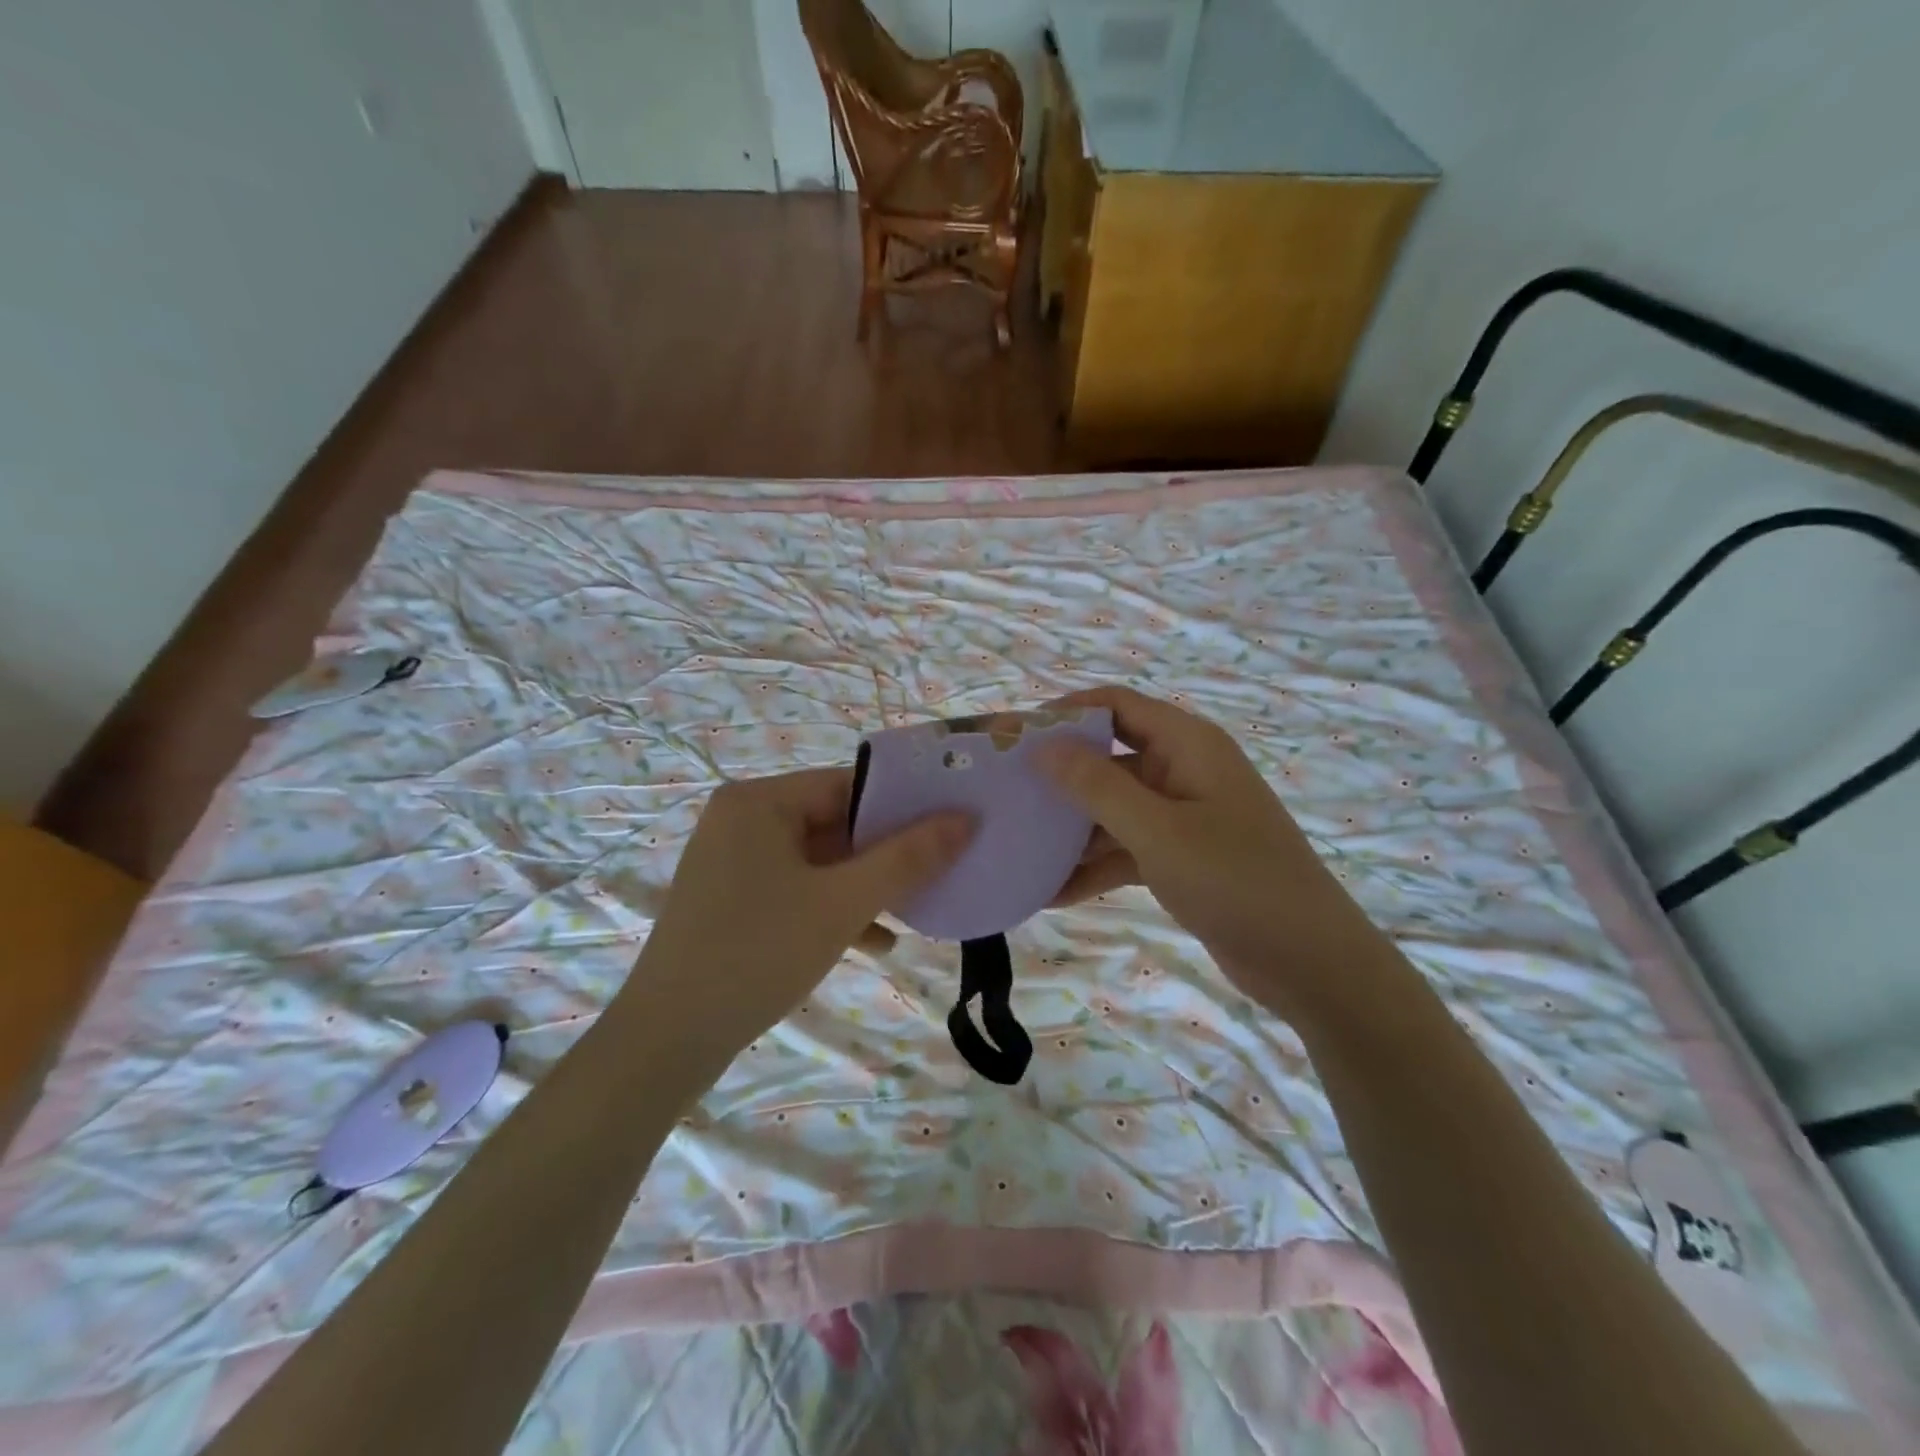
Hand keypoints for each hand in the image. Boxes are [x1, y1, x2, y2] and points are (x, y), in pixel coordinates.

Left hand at [626, 768, 972, 1048]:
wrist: (666, 1041)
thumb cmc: (758, 953)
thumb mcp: (843, 904)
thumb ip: (907, 858)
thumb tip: (965, 818)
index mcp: (760, 801)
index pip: (849, 786)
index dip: (904, 806)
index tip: (951, 827)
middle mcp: (742, 818)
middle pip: (834, 822)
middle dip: (886, 853)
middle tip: (940, 871)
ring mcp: (732, 860)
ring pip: (819, 860)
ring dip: (865, 886)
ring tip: (915, 910)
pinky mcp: (731, 898)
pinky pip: (796, 887)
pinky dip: (833, 907)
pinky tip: (875, 942)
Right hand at [1036, 687, 1381, 1019]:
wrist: (1309, 961)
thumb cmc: (1235, 879)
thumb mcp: (1158, 831)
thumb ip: (1097, 786)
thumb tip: (1042, 745)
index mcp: (1187, 744)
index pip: (1116, 705)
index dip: (1065, 713)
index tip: (1014, 736)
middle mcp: (1183, 770)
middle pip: (1109, 758)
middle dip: (1059, 777)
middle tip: (1004, 794)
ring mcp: (1182, 816)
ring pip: (1112, 809)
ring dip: (1070, 831)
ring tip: (1015, 847)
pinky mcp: (1181, 857)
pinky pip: (1125, 849)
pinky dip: (1093, 867)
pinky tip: (1050, 893)